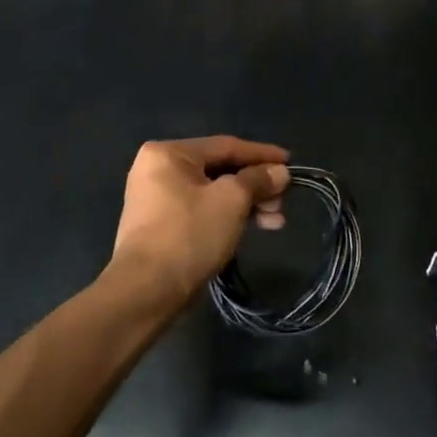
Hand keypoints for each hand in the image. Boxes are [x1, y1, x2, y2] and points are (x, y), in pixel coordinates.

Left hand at [108, 137, 291, 304]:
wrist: (146, 291)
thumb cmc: (189, 235)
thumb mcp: (231, 201)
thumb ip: (258, 180)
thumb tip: (280, 172)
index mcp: (168, 153)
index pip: (225, 146)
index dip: (262, 154)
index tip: (291, 163)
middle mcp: (157, 169)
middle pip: (219, 170)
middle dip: (256, 186)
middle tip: (282, 203)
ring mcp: (155, 198)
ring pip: (212, 193)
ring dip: (246, 204)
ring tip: (275, 223)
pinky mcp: (160, 225)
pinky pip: (201, 210)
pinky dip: (227, 216)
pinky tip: (250, 228)